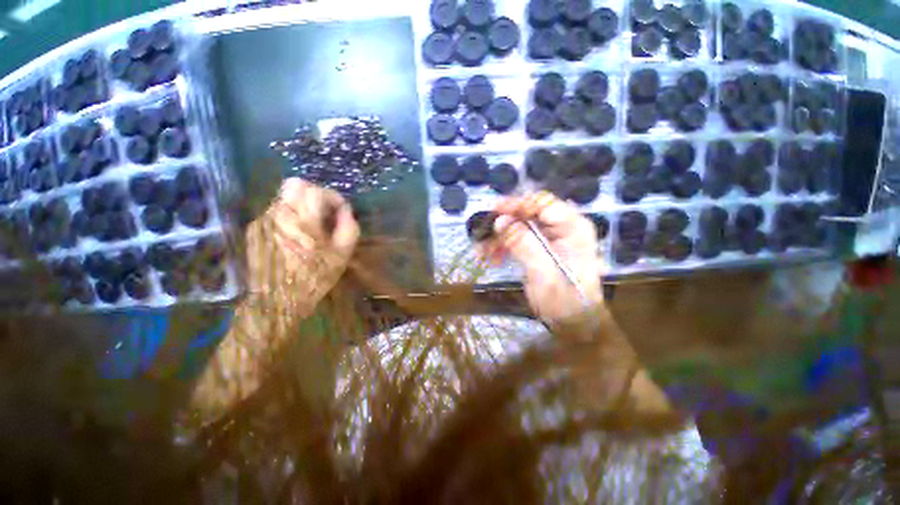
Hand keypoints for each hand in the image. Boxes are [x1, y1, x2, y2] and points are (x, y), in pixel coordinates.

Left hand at [245, 179, 358, 302]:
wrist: (277, 300)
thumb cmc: (314, 278)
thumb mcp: (342, 255)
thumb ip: (349, 227)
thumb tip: (345, 211)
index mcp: (304, 221)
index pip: (318, 191)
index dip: (334, 197)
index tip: (341, 210)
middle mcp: (279, 215)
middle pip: (295, 184)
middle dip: (315, 193)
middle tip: (324, 211)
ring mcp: (263, 221)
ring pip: (284, 197)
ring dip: (302, 204)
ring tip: (311, 225)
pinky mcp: (254, 229)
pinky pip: (275, 211)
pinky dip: (289, 215)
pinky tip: (295, 235)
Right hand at [484, 192, 604, 323]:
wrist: (572, 322)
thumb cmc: (564, 299)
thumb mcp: (542, 271)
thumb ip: (523, 243)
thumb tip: (500, 220)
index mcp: (572, 227)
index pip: (542, 204)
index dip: (516, 204)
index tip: (493, 209)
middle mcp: (562, 227)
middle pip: (528, 214)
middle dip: (504, 224)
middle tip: (484, 235)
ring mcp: (551, 238)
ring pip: (519, 226)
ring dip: (500, 237)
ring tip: (483, 252)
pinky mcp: (540, 248)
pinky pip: (518, 239)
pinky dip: (503, 246)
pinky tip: (492, 258)